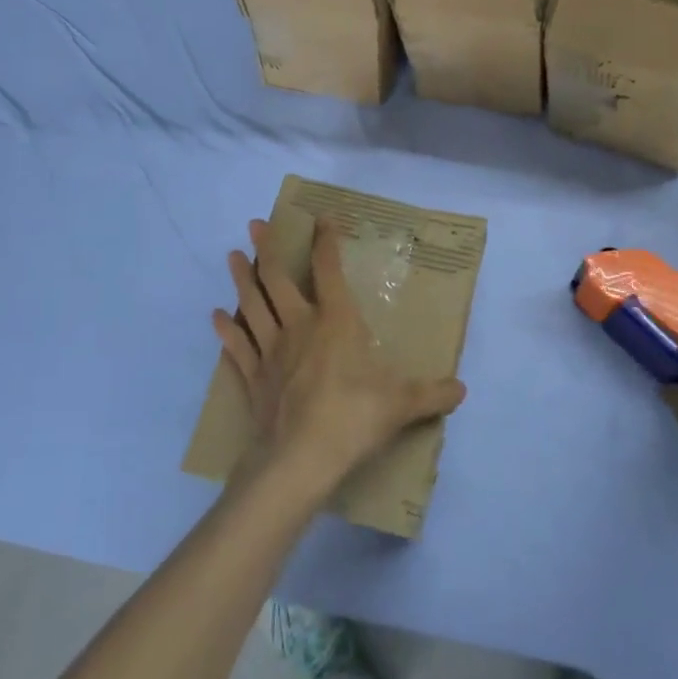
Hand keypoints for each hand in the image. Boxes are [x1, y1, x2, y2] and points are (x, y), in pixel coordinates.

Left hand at [212, 219, 465, 501]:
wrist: (300, 459)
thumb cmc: (354, 418)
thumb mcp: (403, 405)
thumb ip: (432, 394)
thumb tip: (462, 390)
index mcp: (336, 322)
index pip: (329, 271)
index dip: (326, 242)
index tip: (322, 218)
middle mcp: (299, 326)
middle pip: (278, 279)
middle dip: (268, 248)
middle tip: (256, 224)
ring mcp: (271, 351)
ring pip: (251, 305)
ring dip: (242, 279)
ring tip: (233, 256)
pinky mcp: (253, 378)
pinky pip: (236, 347)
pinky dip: (224, 330)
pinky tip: (215, 316)